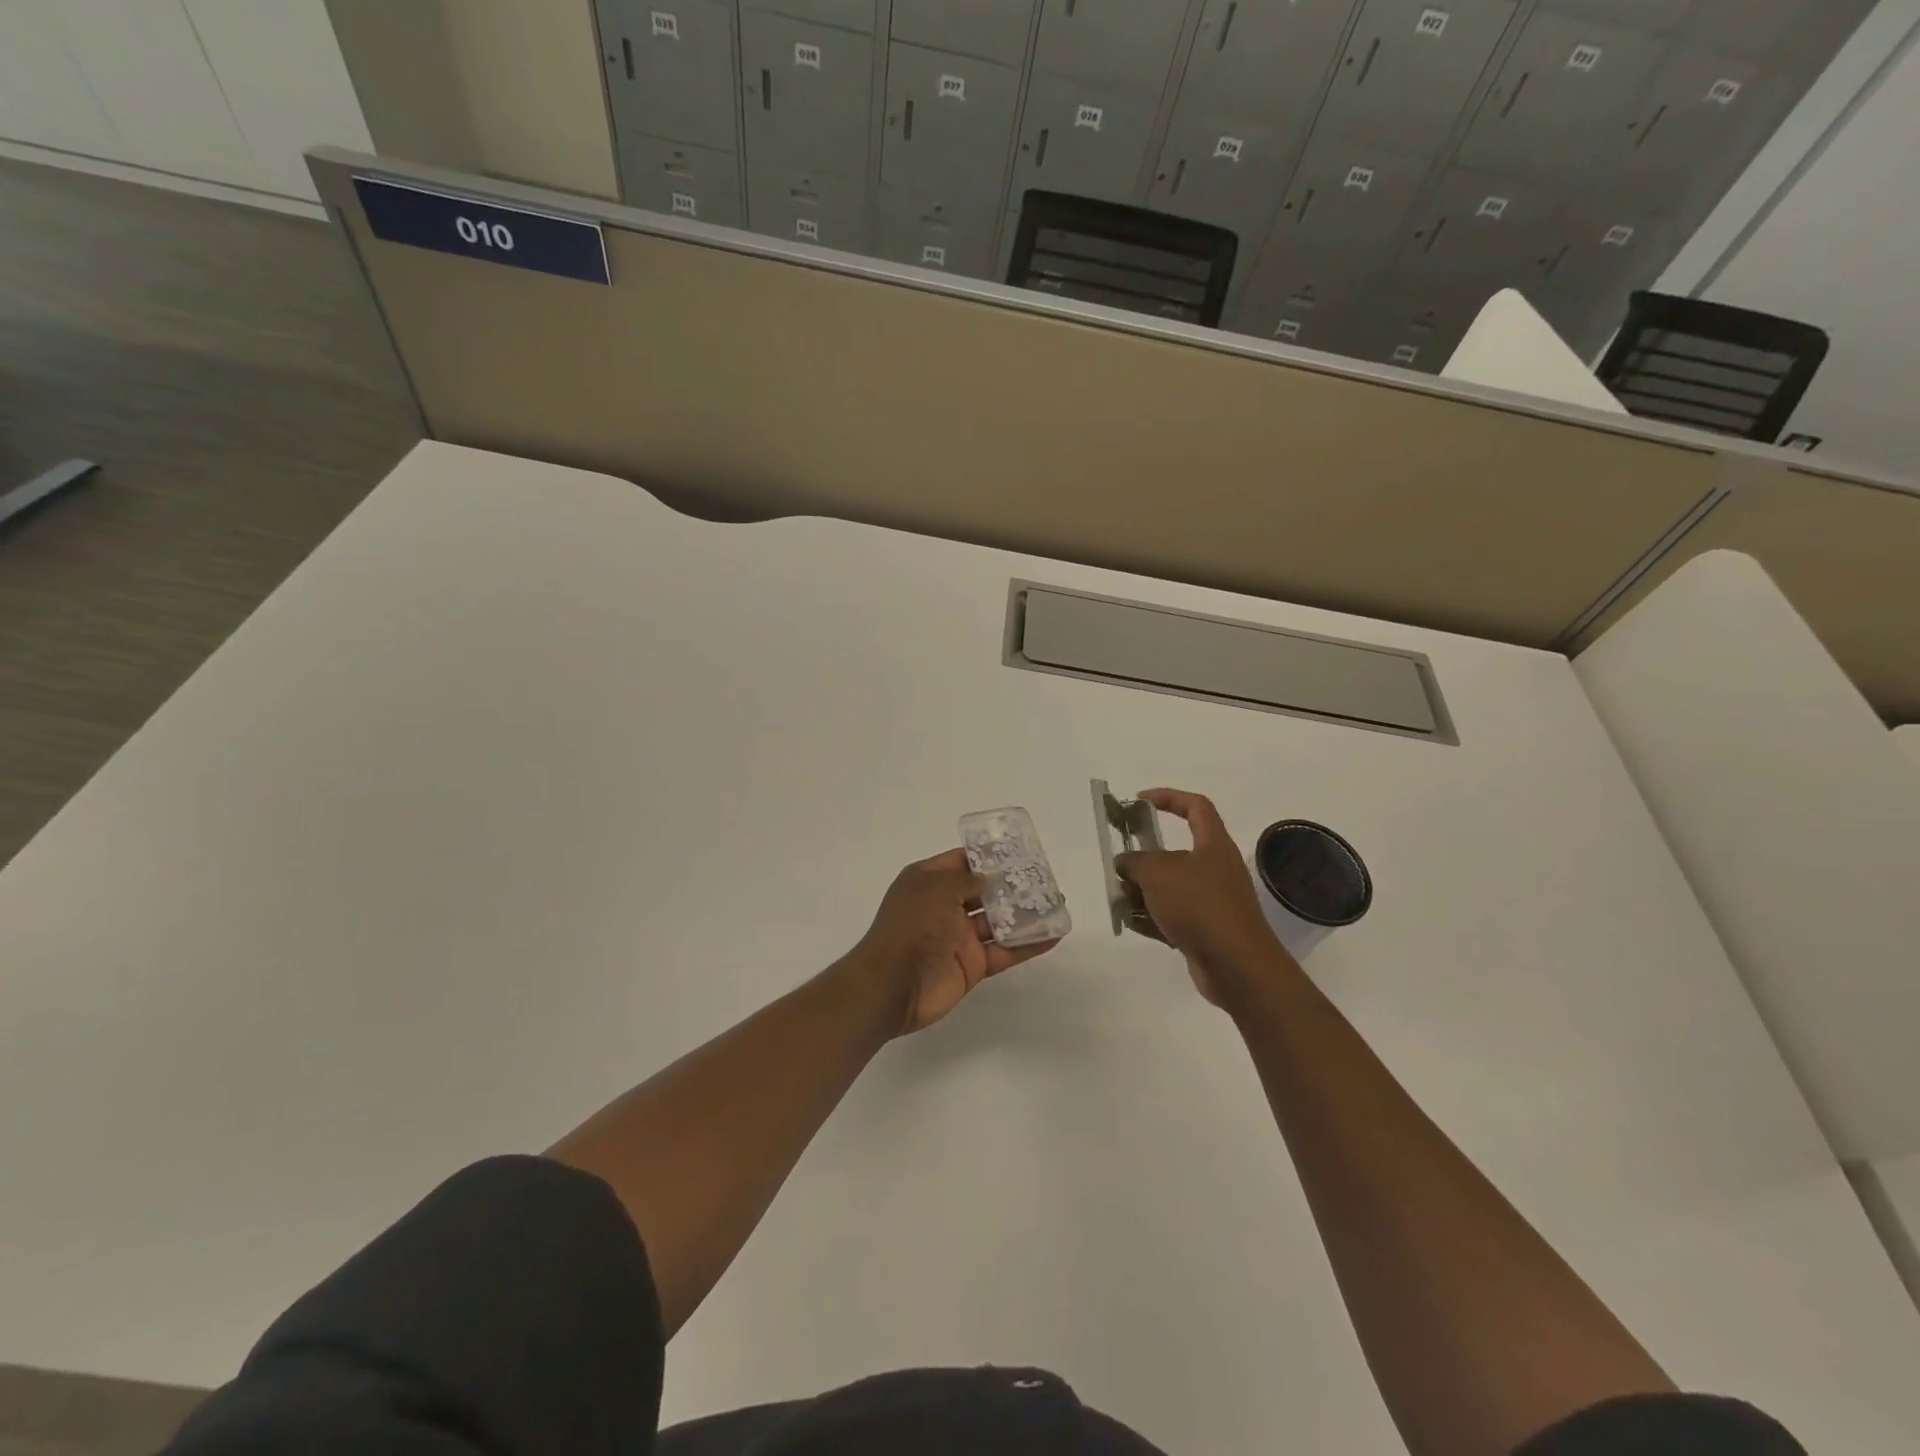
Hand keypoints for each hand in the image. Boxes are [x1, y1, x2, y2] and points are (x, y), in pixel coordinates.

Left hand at [845, 848, 1058, 1035]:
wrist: (893, 985)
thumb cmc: (912, 926)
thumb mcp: (937, 889)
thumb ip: (967, 880)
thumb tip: (989, 877)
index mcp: (928, 882)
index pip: (961, 862)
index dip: (987, 856)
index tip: (1017, 851)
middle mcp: (944, 906)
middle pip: (983, 891)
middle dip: (1011, 884)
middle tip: (1044, 877)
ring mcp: (959, 938)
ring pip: (998, 921)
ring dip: (1024, 913)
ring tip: (1056, 903)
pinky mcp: (972, 966)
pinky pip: (1004, 951)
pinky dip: (1027, 944)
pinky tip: (1054, 935)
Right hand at [1114, 788, 1294, 1008]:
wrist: (1237, 966)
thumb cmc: (1200, 905)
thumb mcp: (1158, 872)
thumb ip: (1135, 861)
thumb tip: (1124, 862)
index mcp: (1213, 845)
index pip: (1196, 807)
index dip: (1168, 797)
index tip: (1139, 801)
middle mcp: (1215, 869)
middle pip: (1175, 853)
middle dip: (1144, 858)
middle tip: (1120, 864)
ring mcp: (1211, 902)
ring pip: (1170, 887)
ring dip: (1142, 891)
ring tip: (1119, 898)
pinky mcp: (1204, 931)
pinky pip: (1171, 917)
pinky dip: (1151, 918)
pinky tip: (1130, 923)